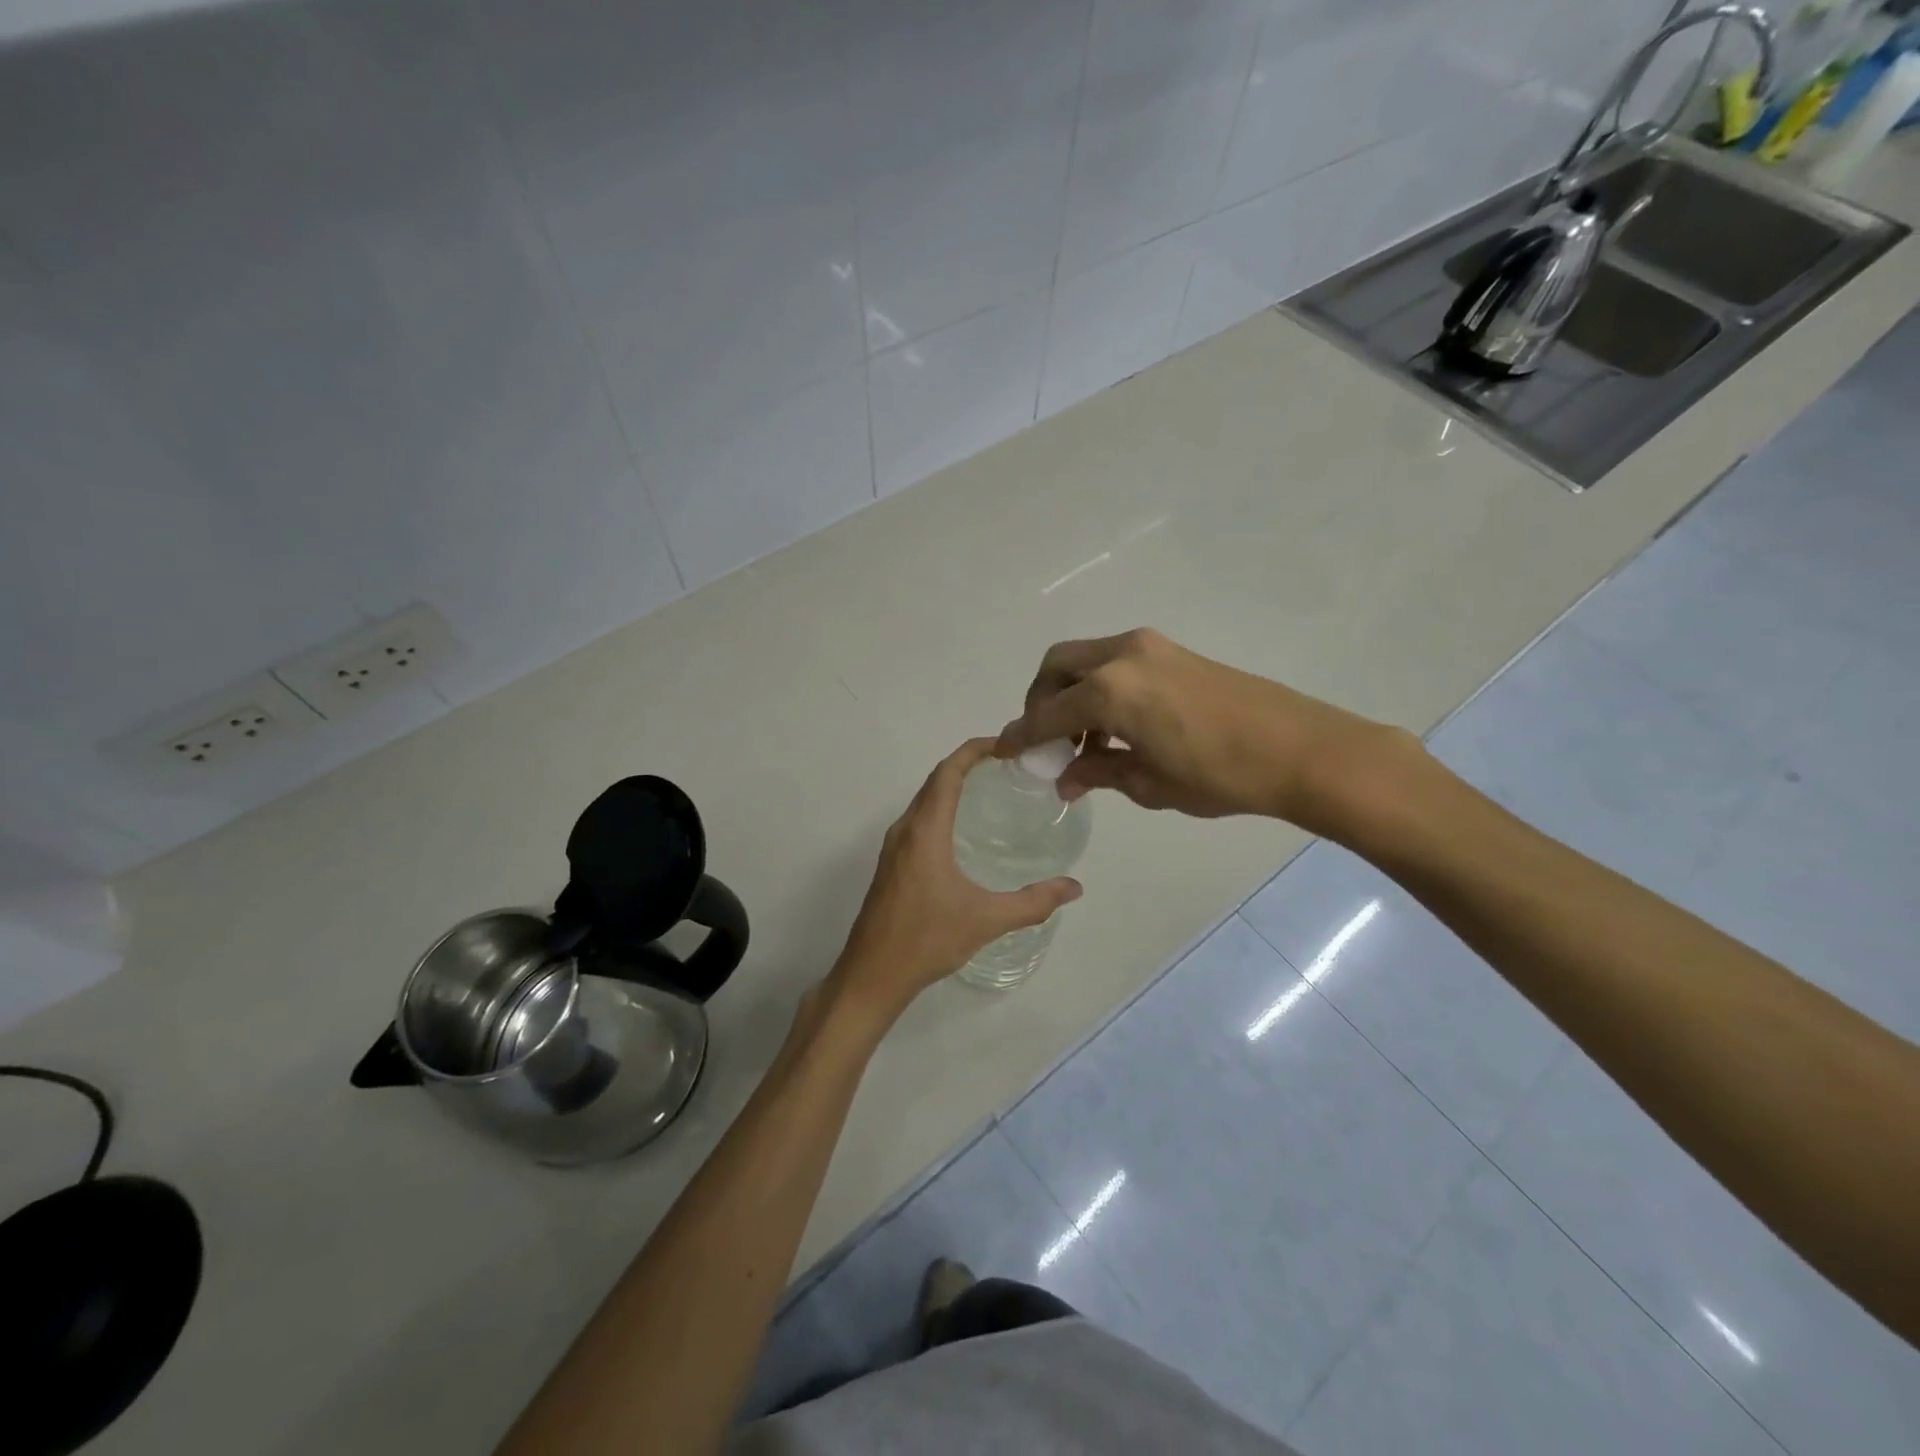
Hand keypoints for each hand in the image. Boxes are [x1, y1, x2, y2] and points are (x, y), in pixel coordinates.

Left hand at [827, 739, 1082, 1020]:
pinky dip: (942, 807)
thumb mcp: (986, 920)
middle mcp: (905, 829)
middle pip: (935, 780)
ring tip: (991, 789)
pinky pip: (919, 819)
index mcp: (925, 830)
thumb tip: (1074, 887)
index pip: (949, 772)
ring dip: (953, 785)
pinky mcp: (891, 864)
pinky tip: (965, 830)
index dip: (975, 750)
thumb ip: (1033, 902)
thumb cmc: (927, 940)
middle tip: (1008, 764)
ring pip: (925, 800)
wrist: (872, 975)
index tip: (1006, 744)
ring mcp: (894, 847)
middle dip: (968, 763)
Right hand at [996, 628, 1412, 830]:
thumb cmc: (1219, 776)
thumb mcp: (1148, 783)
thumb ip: (1098, 772)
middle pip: (1057, 666)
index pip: (1046, 713)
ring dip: (1072, 692)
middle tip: (1046, 740)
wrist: (1299, 749)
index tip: (1005, 751)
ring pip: (1086, 659)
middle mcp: (1121, 656)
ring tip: (1086, 740)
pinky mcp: (1172, 651)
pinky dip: (1100, 686)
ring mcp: (1149, 647)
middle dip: (1041, 701)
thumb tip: (1065, 778)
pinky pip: (1115, 662)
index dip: (1022, 735)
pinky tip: (1117, 725)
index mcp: (1108, 692)